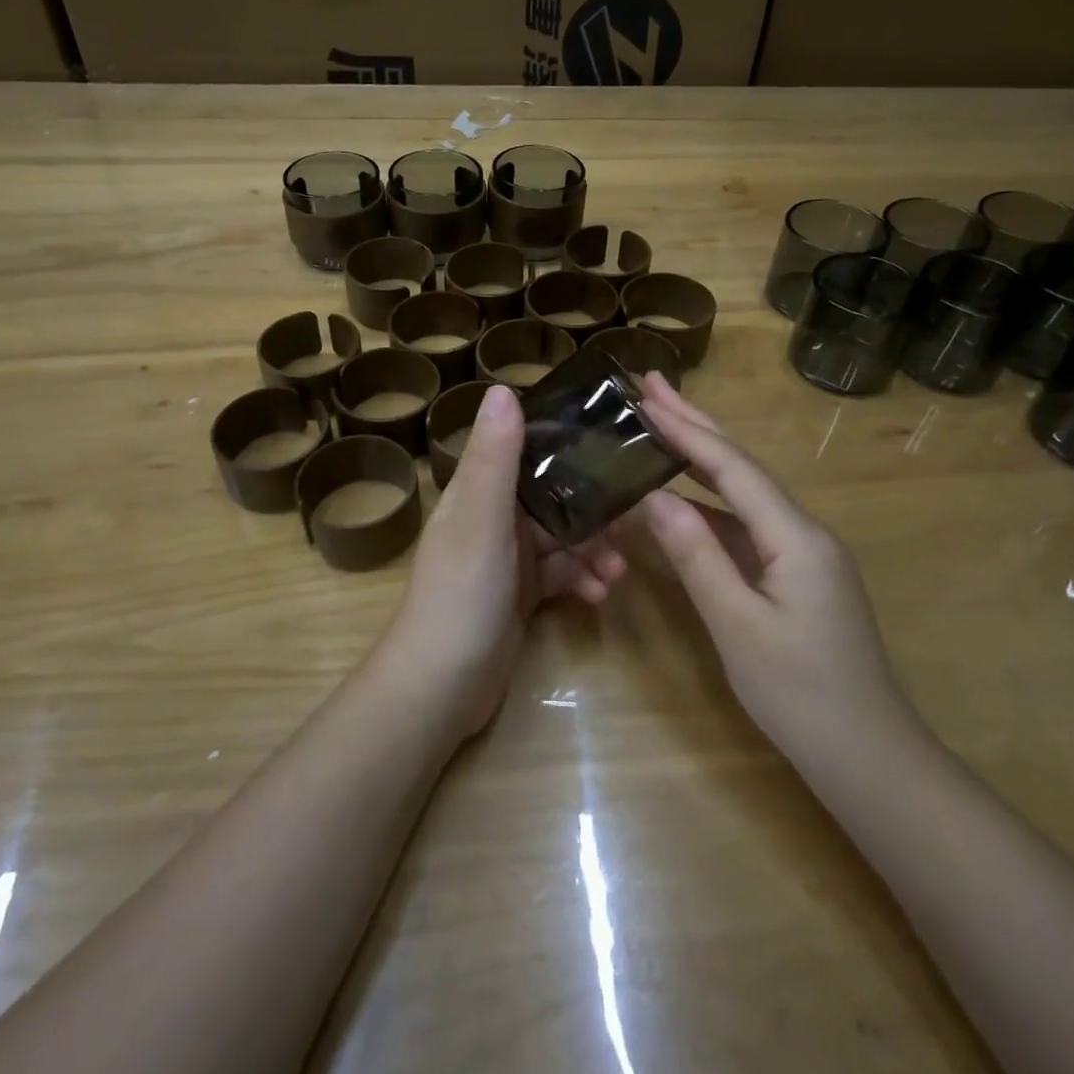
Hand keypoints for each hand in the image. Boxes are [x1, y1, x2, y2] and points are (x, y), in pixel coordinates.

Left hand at [381, 383, 626, 738]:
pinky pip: (561, 574)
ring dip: (593, 549)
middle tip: (631, 519)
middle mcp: (492, 517)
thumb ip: (494, 457)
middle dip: (591, 507)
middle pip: (552, 495)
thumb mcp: (480, 519)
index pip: (523, 450)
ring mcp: (507, 558)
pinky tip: (600, 595)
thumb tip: (503, 388)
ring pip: (562, 537)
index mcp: (478, 491)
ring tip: (618, 570)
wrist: (442, 686)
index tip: (609, 440)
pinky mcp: (521, 594)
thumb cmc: (460, 594)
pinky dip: (582, 580)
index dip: (563, 441)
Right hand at [636, 374, 914, 760]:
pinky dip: (708, 503)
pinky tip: (682, 499)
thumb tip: (653, 497)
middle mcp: (803, 531)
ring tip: (659, 426)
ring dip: (700, 459)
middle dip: (695, 423)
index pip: (731, 466)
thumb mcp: (737, 626)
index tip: (645, 395)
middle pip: (741, 466)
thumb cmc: (801, 695)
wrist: (870, 759)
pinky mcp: (796, 575)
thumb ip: (696, 556)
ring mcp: (803, 553)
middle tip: (652, 385)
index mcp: (795, 535)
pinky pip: (745, 525)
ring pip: (743, 493)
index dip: (686, 429)